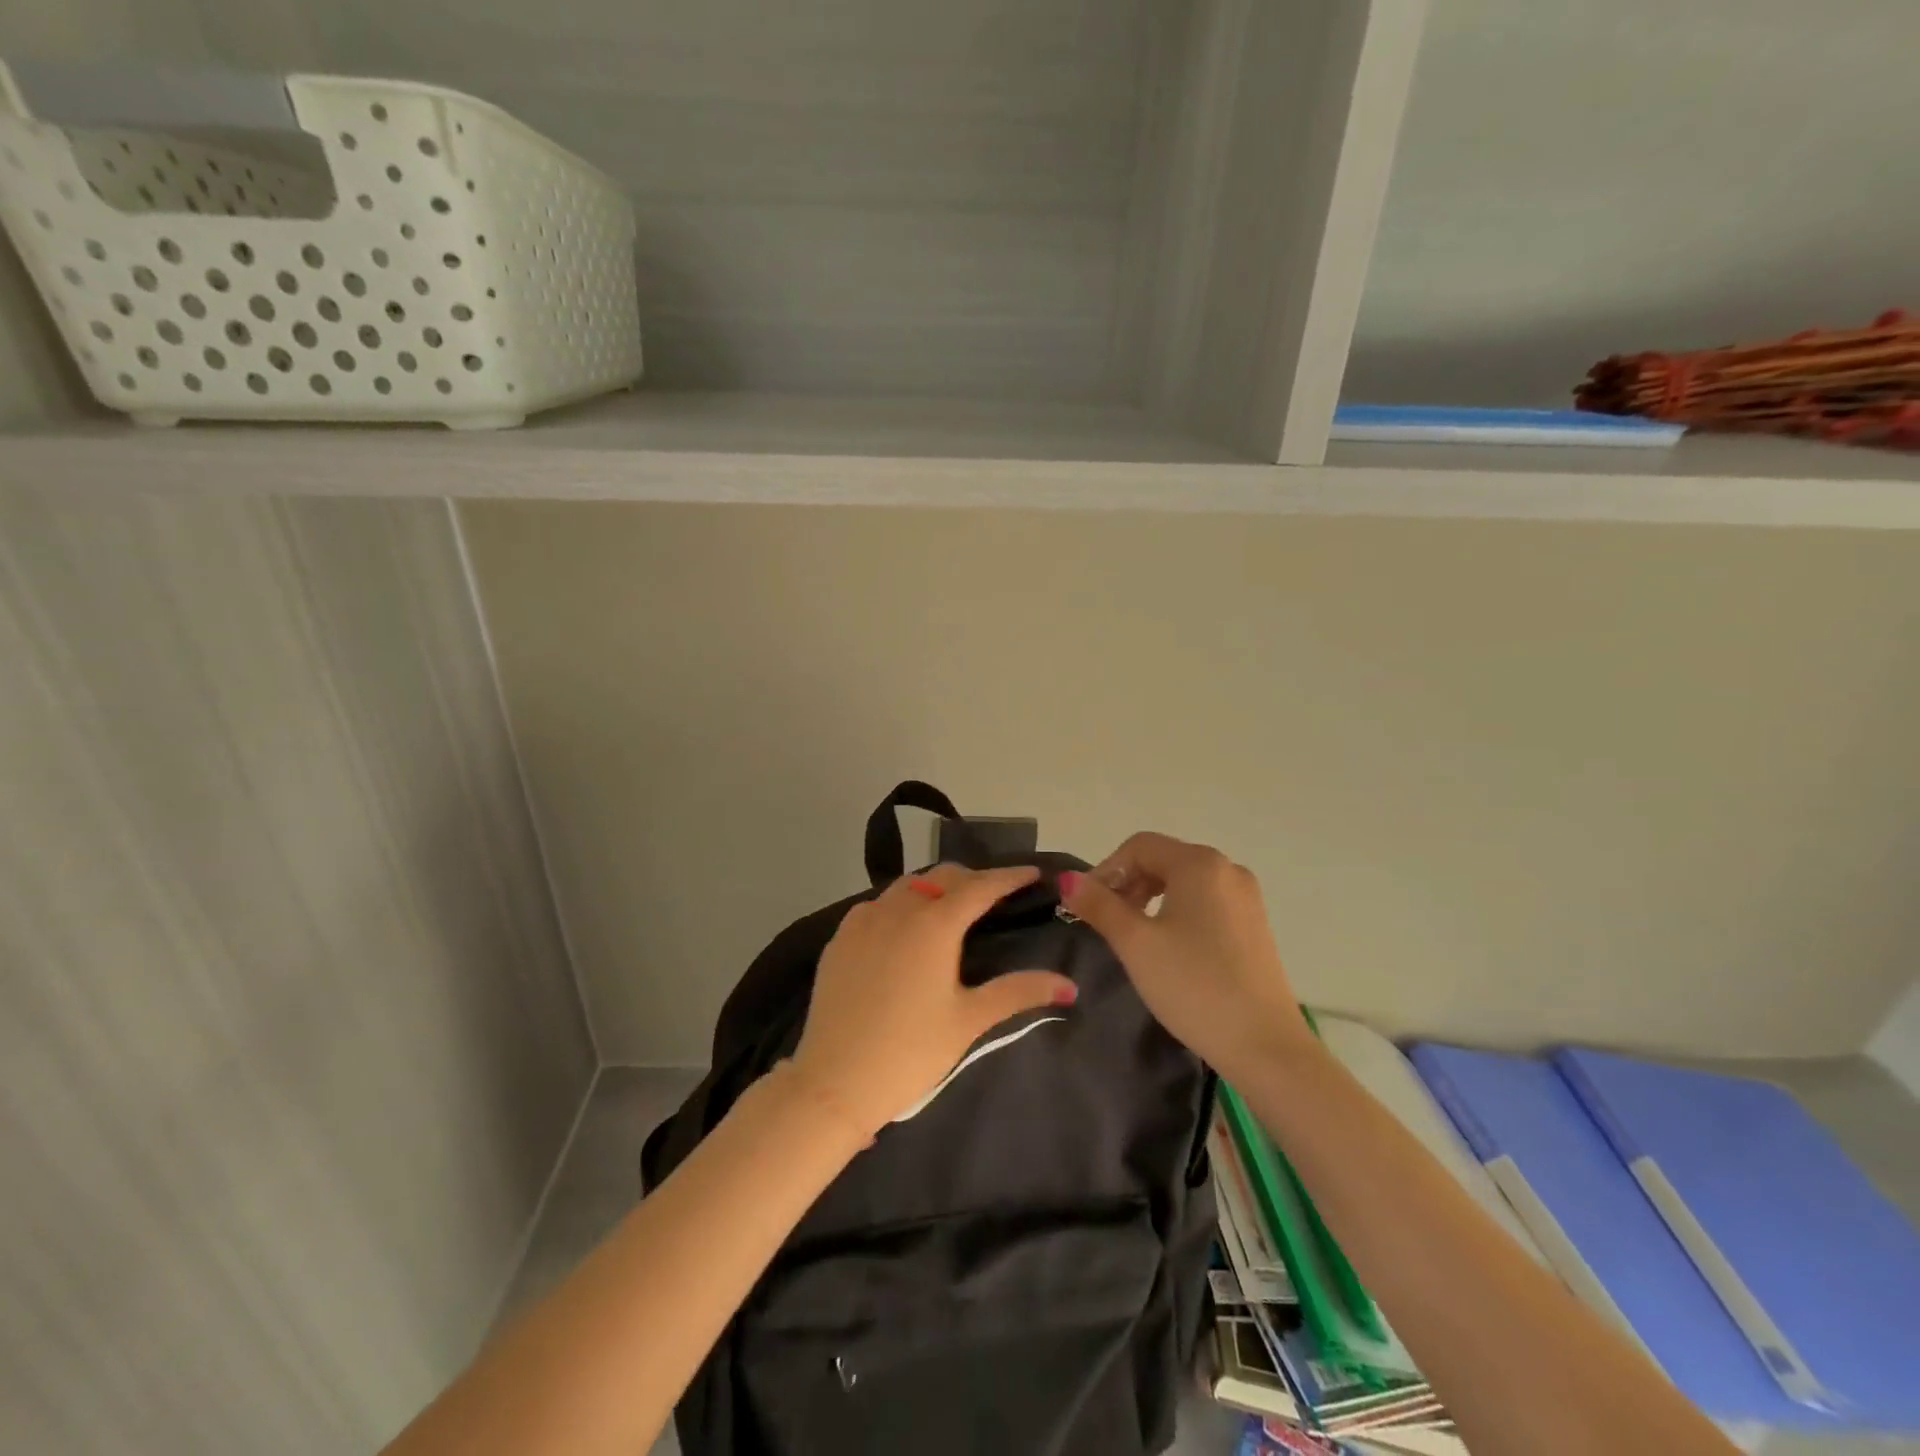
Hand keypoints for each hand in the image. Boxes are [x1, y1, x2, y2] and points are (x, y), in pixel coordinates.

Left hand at [787, 863, 1077, 1139]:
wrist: (834, 1082)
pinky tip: (904, 929)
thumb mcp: (969, 1021)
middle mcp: (898, 909)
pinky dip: (899, 905)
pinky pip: (877, 905)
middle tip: (995, 894)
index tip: (1033, 873)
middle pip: (942, 878)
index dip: (1009, 876)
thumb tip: (1068, 984)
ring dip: (934, 889)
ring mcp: (863, 920)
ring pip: (906, 886)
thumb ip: (1018, 992)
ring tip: (951, 908)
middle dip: (972, 879)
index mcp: (934, 924)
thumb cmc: (911, 1052)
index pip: (980, 886)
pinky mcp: (839, 938)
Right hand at [1062, 833, 1310, 1078]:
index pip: (1139, 846)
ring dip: (1150, 898)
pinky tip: (1168, 947)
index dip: (1106, 869)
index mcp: (1199, 864)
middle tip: (1104, 921)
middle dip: (1128, 883)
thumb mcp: (1135, 944)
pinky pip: (1205, 902)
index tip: (1085, 906)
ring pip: (1184, 882)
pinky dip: (1177, 912)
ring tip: (1132, 935)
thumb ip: (1099, 905)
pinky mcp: (1254, 925)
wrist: (1265, 1046)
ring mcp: (1246, 897)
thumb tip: (1068, 879)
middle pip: (1163, 859)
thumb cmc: (1193, 986)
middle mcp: (1227, 869)